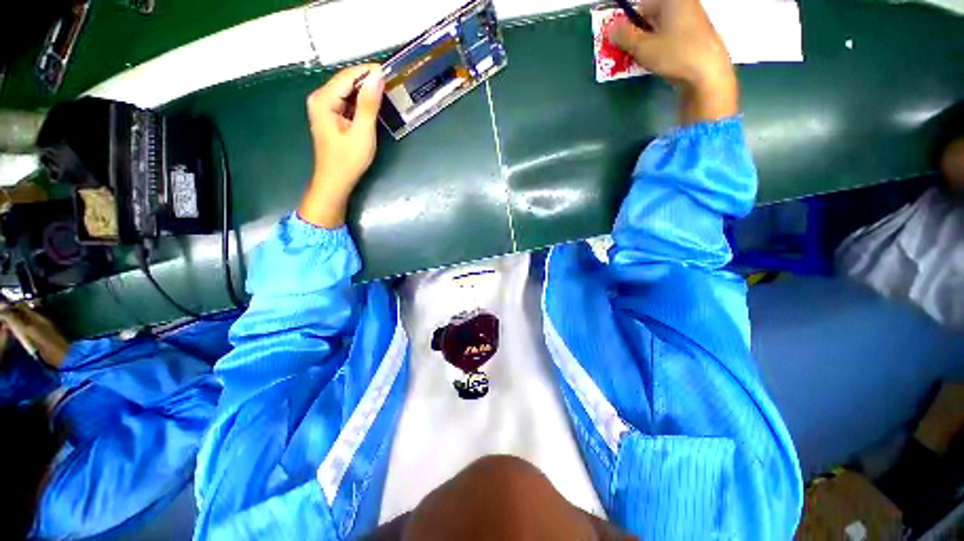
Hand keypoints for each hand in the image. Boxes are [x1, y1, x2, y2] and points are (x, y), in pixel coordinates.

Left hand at [299, 64, 384, 227]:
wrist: (335, 182)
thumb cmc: (348, 161)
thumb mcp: (362, 132)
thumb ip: (368, 104)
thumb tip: (377, 77)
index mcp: (323, 99)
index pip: (347, 76)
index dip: (368, 71)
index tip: (390, 71)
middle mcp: (320, 98)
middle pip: (346, 81)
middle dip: (368, 81)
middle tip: (391, 82)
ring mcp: (324, 107)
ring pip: (347, 91)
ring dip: (366, 92)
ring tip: (387, 92)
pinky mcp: (331, 116)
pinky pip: (347, 102)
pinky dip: (361, 103)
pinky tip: (374, 106)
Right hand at [607, 0, 738, 123]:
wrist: (708, 73)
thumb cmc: (675, 54)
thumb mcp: (642, 47)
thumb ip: (624, 36)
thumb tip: (611, 28)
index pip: (641, 5)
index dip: (628, 23)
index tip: (622, 40)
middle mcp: (684, 3)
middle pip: (652, 15)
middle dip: (638, 33)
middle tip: (630, 52)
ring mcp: (693, 18)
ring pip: (661, 27)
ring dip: (648, 42)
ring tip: (643, 59)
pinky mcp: (698, 34)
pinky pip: (672, 36)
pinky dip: (662, 46)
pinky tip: (659, 61)